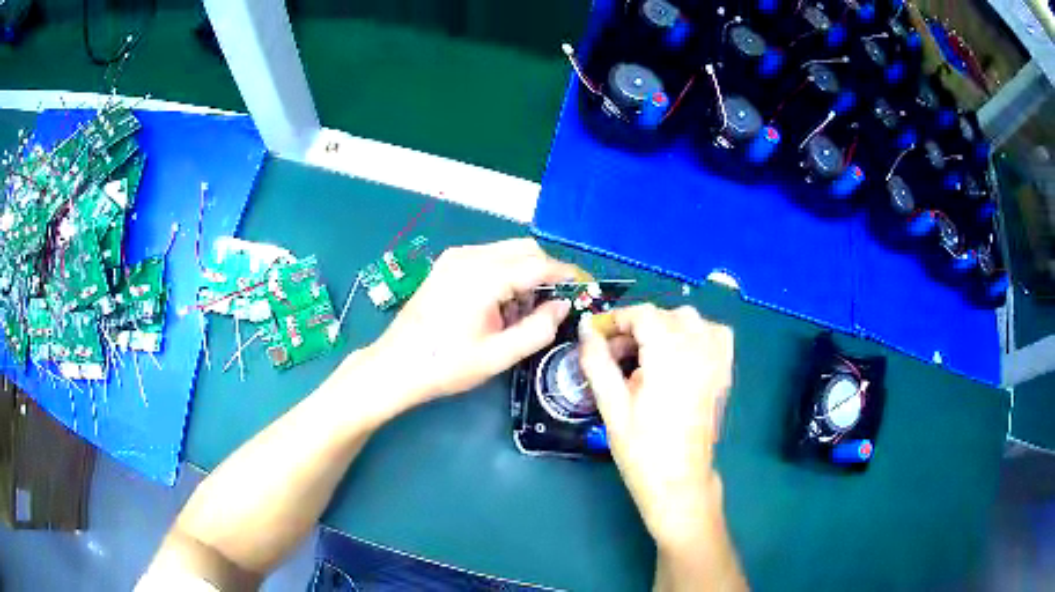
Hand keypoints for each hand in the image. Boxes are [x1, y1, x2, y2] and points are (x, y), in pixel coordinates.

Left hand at [356, 238, 576, 420]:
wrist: (396, 365)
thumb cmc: (447, 365)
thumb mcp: (499, 355)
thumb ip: (538, 328)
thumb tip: (562, 305)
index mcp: (484, 277)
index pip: (540, 263)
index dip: (568, 274)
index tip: (586, 287)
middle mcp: (470, 256)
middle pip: (525, 249)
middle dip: (547, 271)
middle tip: (553, 305)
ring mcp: (455, 257)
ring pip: (507, 250)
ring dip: (525, 272)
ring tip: (522, 311)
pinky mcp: (447, 264)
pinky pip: (489, 257)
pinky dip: (505, 272)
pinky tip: (499, 303)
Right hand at [578, 304, 733, 550]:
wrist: (679, 482)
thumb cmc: (641, 449)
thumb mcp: (612, 405)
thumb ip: (597, 361)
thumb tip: (585, 329)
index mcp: (670, 356)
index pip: (643, 315)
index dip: (616, 319)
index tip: (596, 336)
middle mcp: (698, 349)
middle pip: (665, 315)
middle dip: (636, 327)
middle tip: (614, 356)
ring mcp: (717, 359)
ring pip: (690, 320)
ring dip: (663, 327)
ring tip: (644, 356)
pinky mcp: (724, 372)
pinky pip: (713, 334)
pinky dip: (694, 333)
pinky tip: (679, 353)